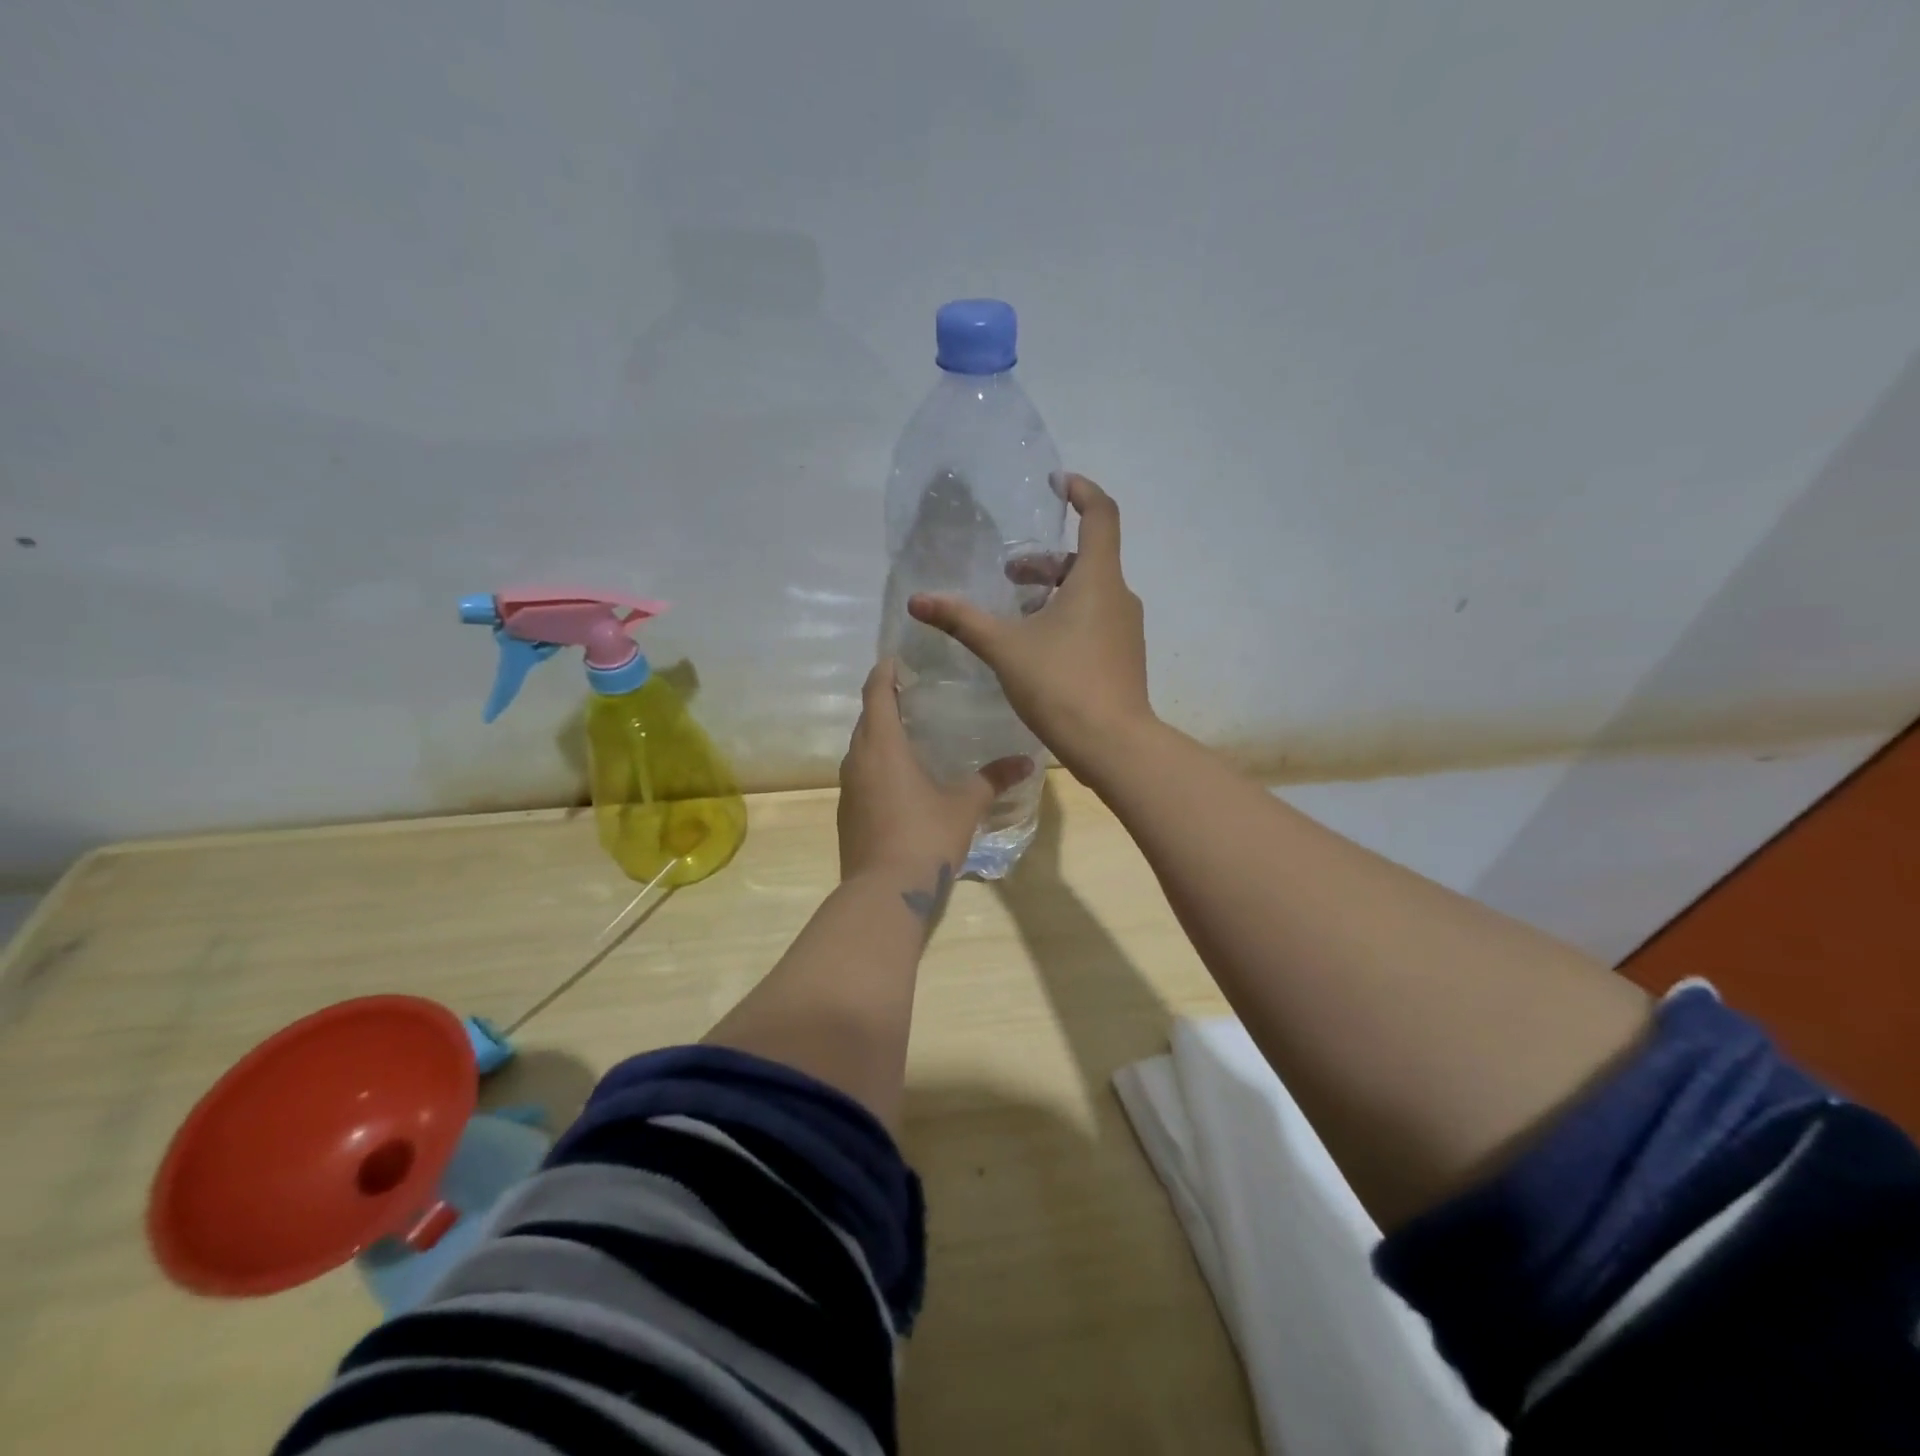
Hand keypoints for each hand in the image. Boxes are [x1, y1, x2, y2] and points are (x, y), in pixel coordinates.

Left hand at [838, 660, 1032, 884]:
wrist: (884, 893)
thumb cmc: (925, 837)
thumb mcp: (965, 806)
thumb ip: (993, 779)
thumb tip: (1027, 760)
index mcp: (882, 746)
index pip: (877, 693)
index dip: (885, 672)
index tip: (897, 659)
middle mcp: (857, 760)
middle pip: (866, 718)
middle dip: (884, 701)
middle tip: (914, 693)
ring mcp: (847, 788)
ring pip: (860, 748)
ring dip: (878, 735)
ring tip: (909, 732)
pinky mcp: (846, 814)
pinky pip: (860, 774)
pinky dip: (876, 764)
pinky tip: (900, 778)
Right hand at [908, 473, 1153, 780]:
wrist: (1112, 744)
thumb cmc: (1061, 685)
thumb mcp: (1004, 648)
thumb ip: (962, 621)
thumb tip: (918, 601)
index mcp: (1097, 580)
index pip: (1101, 515)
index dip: (1082, 492)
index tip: (1058, 484)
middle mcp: (1119, 596)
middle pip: (1087, 559)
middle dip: (1046, 560)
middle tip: (1011, 575)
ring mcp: (1126, 629)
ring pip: (1091, 592)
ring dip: (1055, 591)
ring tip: (1017, 613)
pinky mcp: (1124, 656)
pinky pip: (1096, 619)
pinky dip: (1069, 616)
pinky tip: (1039, 647)